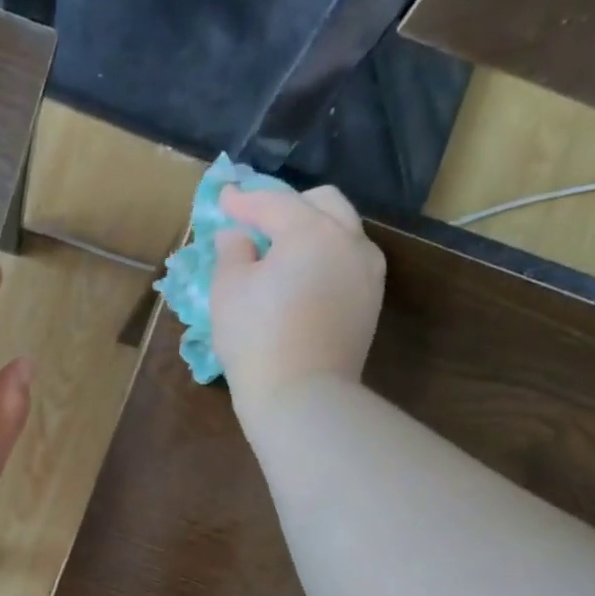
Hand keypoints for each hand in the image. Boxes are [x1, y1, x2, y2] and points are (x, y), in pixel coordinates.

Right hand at [210, 184, 385, 413]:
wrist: (301, 396)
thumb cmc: (256, 339)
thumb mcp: (228, 290)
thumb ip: (232, 252)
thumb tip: (237, 235)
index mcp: (311, 231)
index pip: (274, 203)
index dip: (244, 200)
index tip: (223, 199)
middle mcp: (349, 241)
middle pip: (323, 203)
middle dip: (289, 204)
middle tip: (258, 222)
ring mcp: (367, 272)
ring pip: (343, 231)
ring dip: (313, 229)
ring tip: (283, 250)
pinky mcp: (370, 302)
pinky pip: (349, 262)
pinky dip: (326, 257)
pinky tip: (304, 277)